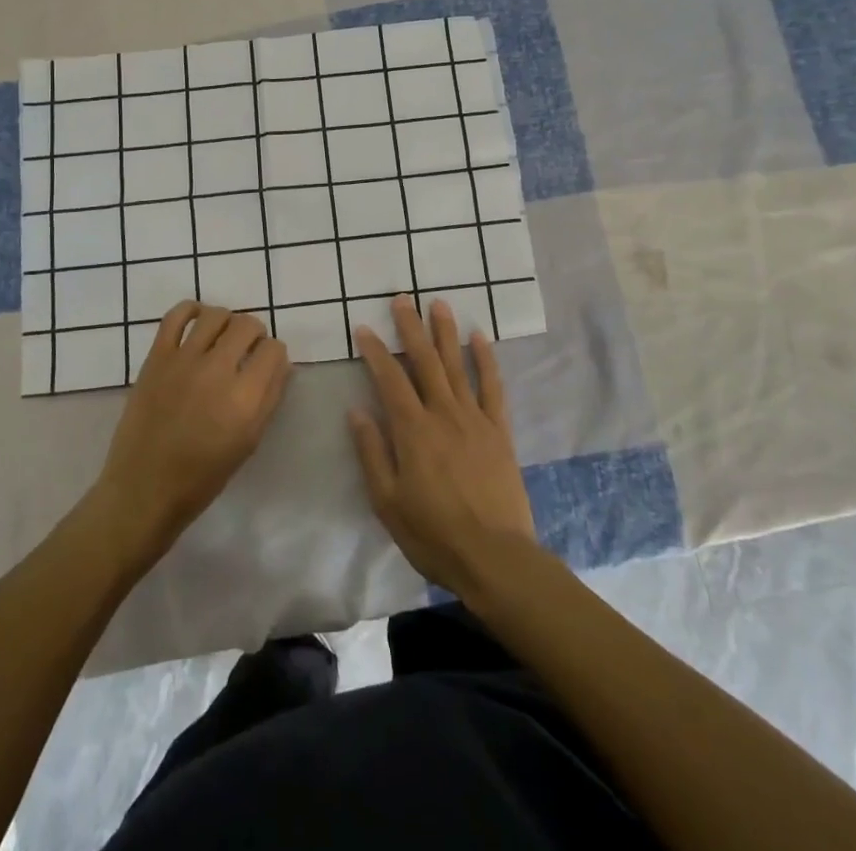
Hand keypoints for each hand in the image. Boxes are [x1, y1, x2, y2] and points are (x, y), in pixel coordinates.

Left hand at [94, 301, 292, 558]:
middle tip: (246, 351)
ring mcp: (183, 360)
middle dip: (254, 334)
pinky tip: (197, 322)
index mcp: (244, 399)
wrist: (144, 488)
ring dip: (227, 321)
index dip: (274, 355)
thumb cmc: (203, 476)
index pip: (274, 350)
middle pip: (248, 324)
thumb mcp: (249, 442)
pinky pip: (176, 316)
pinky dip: (190, 310)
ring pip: (216, 314)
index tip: (266, 364)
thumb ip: (269, 398)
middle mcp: (217, 371)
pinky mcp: (156, 357)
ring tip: (222, 338)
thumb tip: (279, 364)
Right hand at [348, 296, 537, 598]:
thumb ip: (372, 452)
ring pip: (457, 366)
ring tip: (438, 304)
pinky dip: (486, 360)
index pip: (390, 380)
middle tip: (402, 299)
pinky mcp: (498, 430)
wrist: (494, 556)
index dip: (375, 352)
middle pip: (424, 362)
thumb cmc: (433, 533)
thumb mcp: (387, 502)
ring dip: (445, 333)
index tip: (365, 328)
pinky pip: (492, 387)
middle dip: (411, 328)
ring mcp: (474, 419)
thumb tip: (357, 411)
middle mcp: (443, 414)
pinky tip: (479, 337)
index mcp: (413, 431)